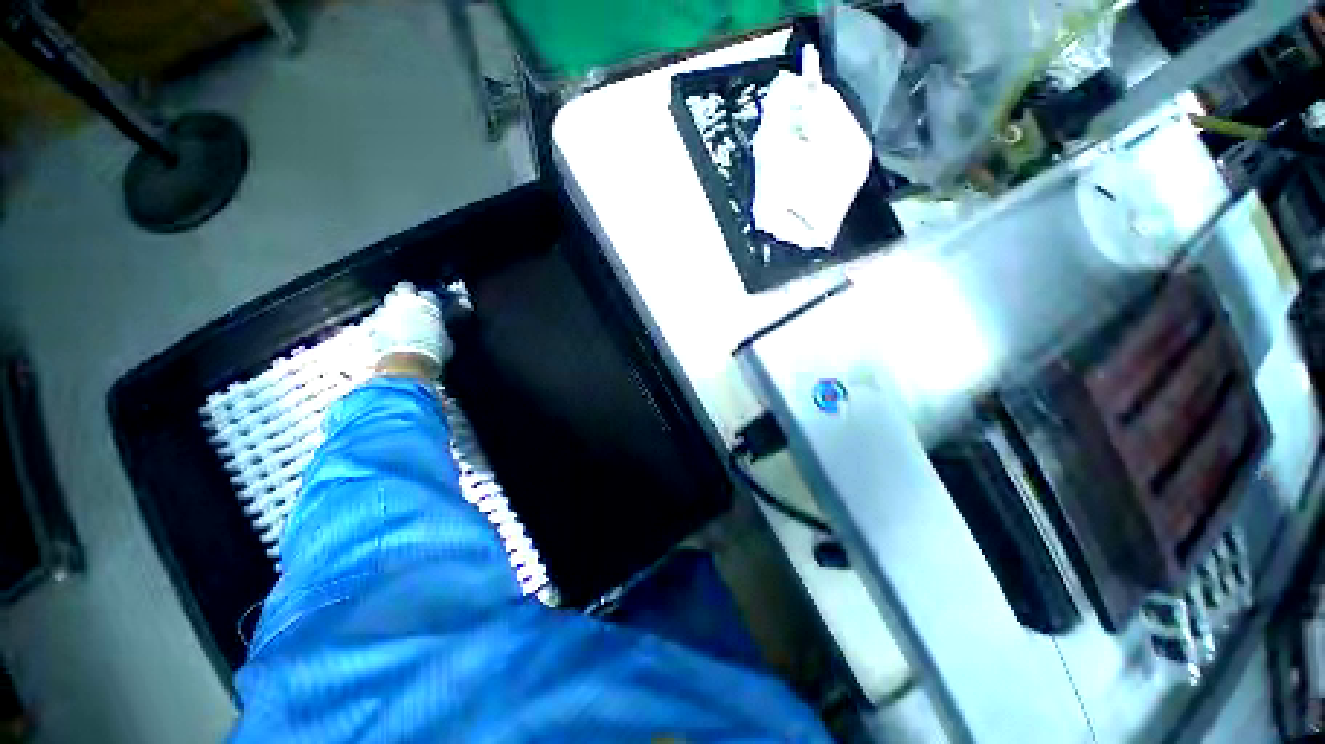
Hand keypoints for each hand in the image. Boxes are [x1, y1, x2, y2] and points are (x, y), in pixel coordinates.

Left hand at [368, 282, 452, 379]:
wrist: (405, 364)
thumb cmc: (432, 352)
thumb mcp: (446, 342)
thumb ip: (441, 331)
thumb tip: (440, 332)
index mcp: (428, 305)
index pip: (429, 295)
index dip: (430, 301)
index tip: (432, 308)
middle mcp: (405, 302)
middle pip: (404, 288)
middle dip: (407, 294)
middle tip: (411, 305)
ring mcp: (386, 311)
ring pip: (387, 301)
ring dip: (392, 308)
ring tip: (397, 320)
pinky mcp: (371, 323)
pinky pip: (374, 319)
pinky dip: (378, 324)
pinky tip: (383, 333)